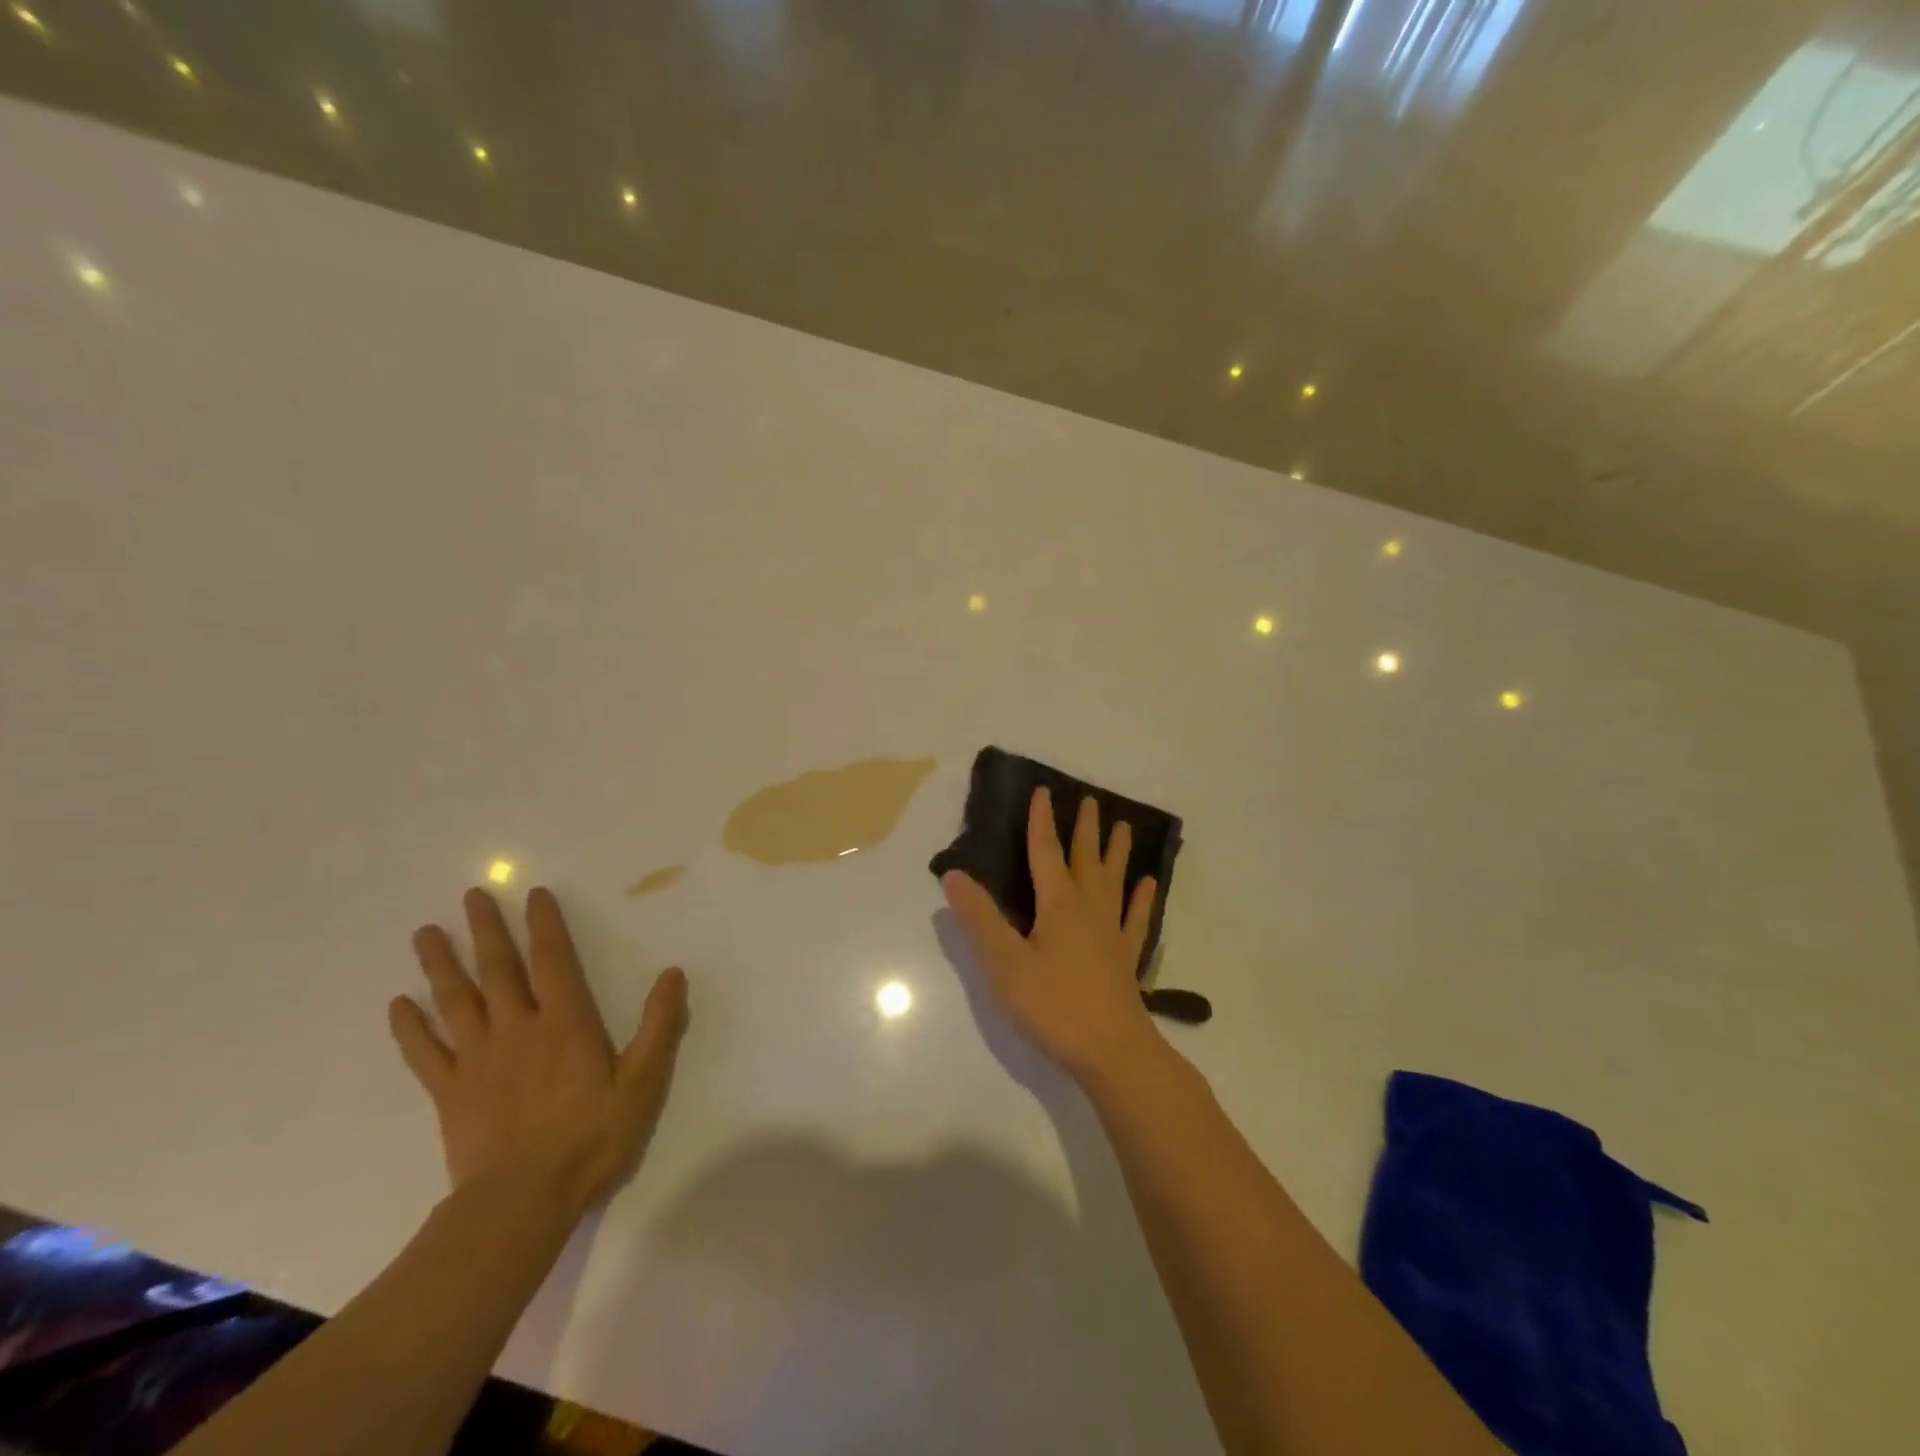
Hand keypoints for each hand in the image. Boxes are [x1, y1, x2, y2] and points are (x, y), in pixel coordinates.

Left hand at [389, 886, 687, 1214]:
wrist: (521, 1202)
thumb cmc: (591, 1138)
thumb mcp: (643, 1082)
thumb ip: (658, 1025)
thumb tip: (673, 974)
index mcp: (566, 1022)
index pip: (554, 960)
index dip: (545, 924)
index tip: (533, 894)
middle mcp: (518, 1028)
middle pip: (499, 969)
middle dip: (487, 929)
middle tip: (472, 895)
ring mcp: (478, 1059)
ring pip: (456, 1001)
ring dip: (441, 964)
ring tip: (426, 932)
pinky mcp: (450, 1092)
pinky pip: (424, 1053)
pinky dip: (410, 1027)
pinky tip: (398, 1004)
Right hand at [942, 787, 1160, 1083]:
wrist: (1112, 1052)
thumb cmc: (1053, 1005)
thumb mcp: (1004, 963)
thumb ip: (979, 919)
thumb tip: (953, 874)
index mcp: (1058, 904)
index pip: (1045, 852)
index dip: (1041, 821)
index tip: (1043, 791)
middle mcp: (1088, 908)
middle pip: (1086, 859)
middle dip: (1084, 828)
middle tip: (1090, 800)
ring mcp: (1111, 932)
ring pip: (1114, 881)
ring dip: (1117, 852)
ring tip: (1124, 827)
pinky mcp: (1126, 957)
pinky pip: (1136, 918)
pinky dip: (1142, 899)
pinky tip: (1148, 885)